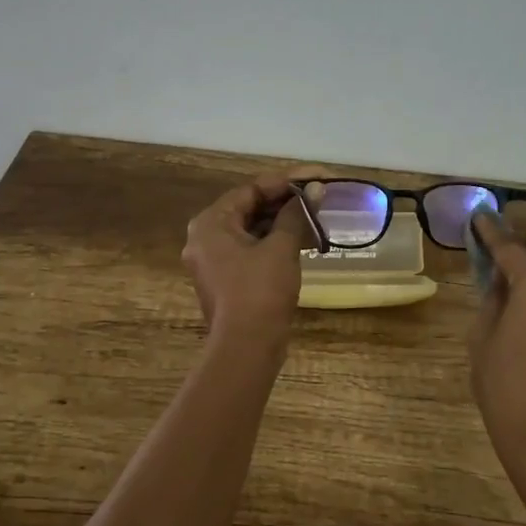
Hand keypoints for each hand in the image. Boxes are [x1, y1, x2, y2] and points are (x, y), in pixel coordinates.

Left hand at [182, 174, 315, 345]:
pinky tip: (304, 239)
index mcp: (210, 223)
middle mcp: (205, 238)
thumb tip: (315, 190)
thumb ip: (296, 214)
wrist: (246, 348)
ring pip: (252, 230)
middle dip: (286, 201)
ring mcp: (214, 261)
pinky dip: (275, 242)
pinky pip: (251, 250)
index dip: (287, 181)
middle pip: (249, 208)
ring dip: (283, 222)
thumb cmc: (260, 291)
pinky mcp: (227, 280)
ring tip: (317, 215)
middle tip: (319, 195)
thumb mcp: (281, 247)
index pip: (251, 189)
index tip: (317, 177)